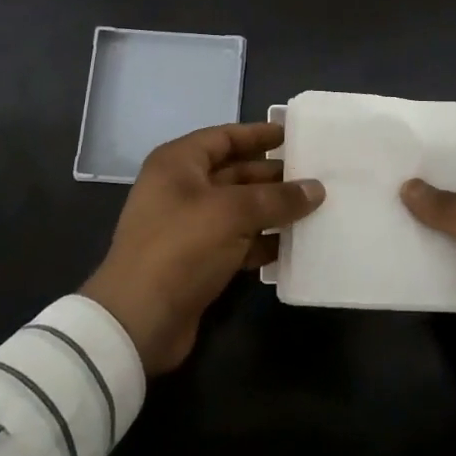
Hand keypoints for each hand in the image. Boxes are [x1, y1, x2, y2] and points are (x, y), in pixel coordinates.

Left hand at [82, 122, 324, 375]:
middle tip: (316, 175)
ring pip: (240, 209)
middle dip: (273, 175)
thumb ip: (277, 198)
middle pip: (235, 173)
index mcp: (179, 164)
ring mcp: (189, 227)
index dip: (258, 135)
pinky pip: (238, 241)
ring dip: (273, 210)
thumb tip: (316, 188)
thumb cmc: (182, 247)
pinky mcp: (199, 261)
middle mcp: (182, 189)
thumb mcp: (233, 213)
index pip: (224, 137)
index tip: (293, 135)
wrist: (139, 320)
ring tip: (316, 208)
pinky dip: (264, 242)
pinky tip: (295, 244)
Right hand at [401, 152, 455, 413]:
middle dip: (427, 196)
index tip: (407, 148)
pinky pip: (451, 282)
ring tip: (376, 217)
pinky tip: (392, 264)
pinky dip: (428, 277)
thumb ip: (453, 210)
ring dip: (423, 236)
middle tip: (379, 181)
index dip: (450, 156)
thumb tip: (408, 187)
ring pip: (453, 243)